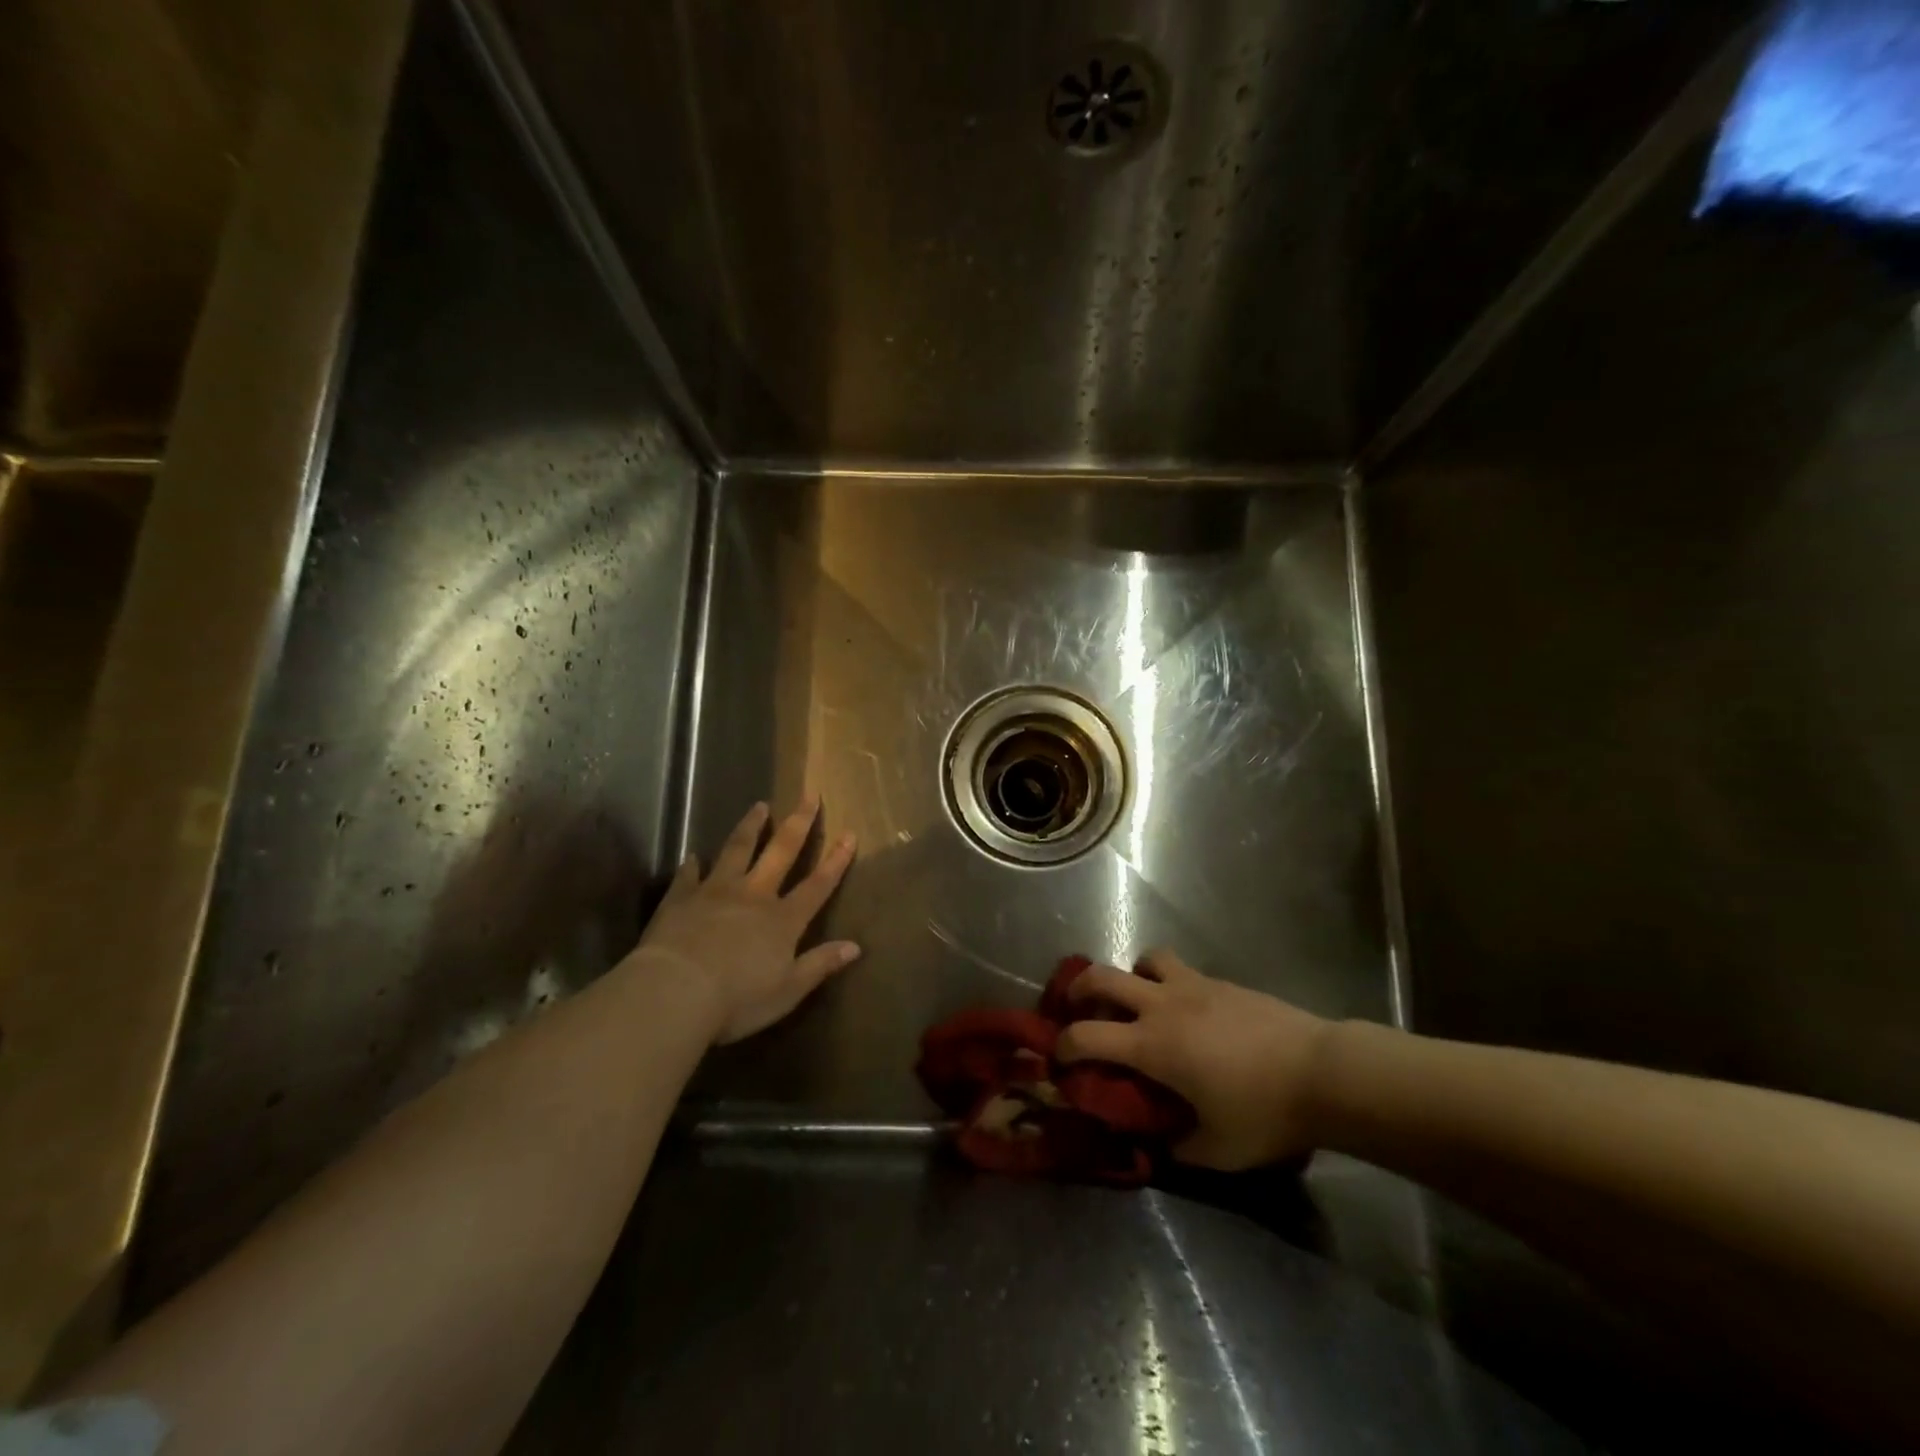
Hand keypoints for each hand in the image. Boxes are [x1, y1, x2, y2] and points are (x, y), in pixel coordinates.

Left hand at [626, 799, 858, 1044]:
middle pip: (781, 852)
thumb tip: (855, 947)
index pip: (817, 885)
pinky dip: (693, 865)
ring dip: (750, 827)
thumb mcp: (789, 990)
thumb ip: (820, 965)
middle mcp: (754, 896)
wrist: (675, 992)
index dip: (836, 860)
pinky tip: (694, 855)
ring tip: (759, 806)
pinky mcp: (681, 899)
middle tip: (809, 796)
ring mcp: (716, 892)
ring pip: (737, 851)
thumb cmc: (738, 999)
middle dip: (799, 824)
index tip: (849, 833)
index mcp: (783, 920)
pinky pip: (689, 876)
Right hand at [1056, 949, 1331, 1169]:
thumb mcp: (1217, 1150)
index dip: (1062, 1046)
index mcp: (1153, 1045)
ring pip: (1145, 959)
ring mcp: (1193, 986)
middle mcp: (1162, 1005)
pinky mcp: (1221, 982)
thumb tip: (1158, 1143)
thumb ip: (1178, 1146)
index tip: (1057, 1059)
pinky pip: (1181, 970)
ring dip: (1132, 975)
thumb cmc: (1265, 1113)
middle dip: (1078, 988)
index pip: (1086, 1035)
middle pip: (1102, 976)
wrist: (1323, 1072)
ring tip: (1139, 1000)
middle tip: (1076, 1007)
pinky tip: (1188, 1011)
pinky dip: (1169, 982)